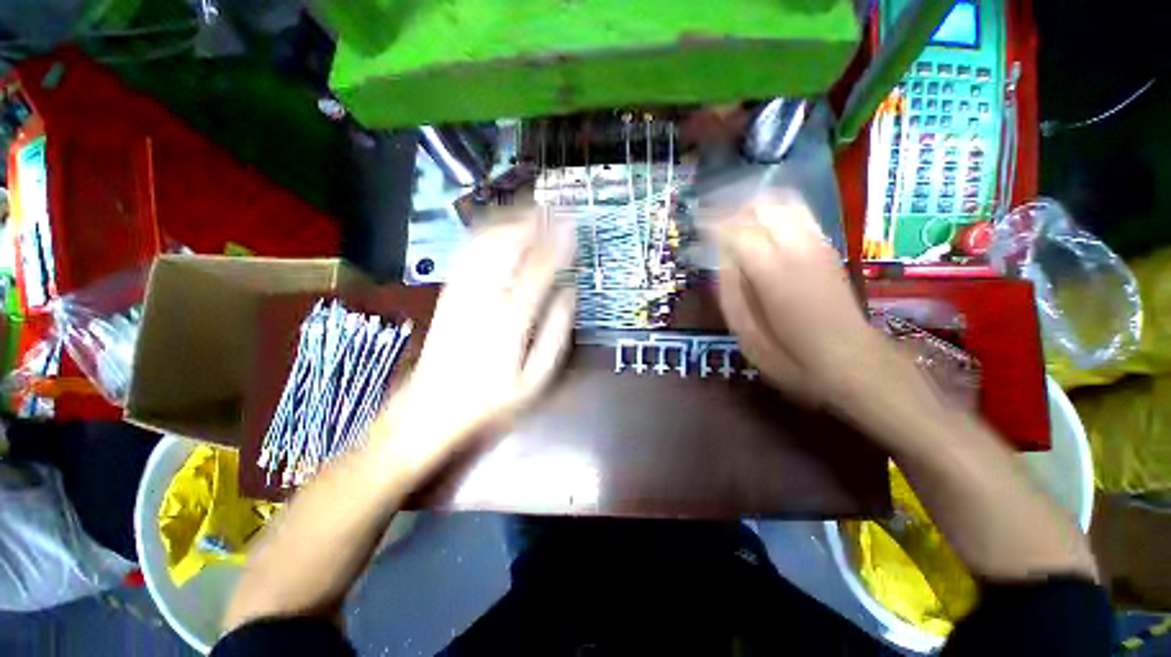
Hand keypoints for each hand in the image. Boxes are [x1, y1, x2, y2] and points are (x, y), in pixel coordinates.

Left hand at [373, 212, 576, 476]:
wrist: (429, 409)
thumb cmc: (490, 400)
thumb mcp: (534, 378)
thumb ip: (555, 333)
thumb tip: (570, 293)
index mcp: (509, 321)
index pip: (538, 269)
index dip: (557, 244)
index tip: (572, 226)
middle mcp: (482, 298)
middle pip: (506, 246)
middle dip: (532, 222)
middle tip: (553, 208)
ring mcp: (460, 292)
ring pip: (484, 244)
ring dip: (509, 221)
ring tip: (531, 210)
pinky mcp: (447, 293)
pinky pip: (467, 254)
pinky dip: (485, 234)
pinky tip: (499, 228)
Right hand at [712, 194, 882, 405]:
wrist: (851, 360)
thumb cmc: (790, 356)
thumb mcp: (745, 333)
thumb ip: (730, 291)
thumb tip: (721, 257)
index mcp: (772, 273)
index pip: (736, 230)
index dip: (711, 222)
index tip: (694, 224)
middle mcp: (796, 249)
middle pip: (759, 207)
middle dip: (730, 207)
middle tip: (710, 220)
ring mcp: (816, 244)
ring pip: (781, 202)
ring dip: (752, 204)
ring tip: (731, 216)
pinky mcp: (826, 247)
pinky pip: (797, 212)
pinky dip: (773, 208)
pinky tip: (759, 220)